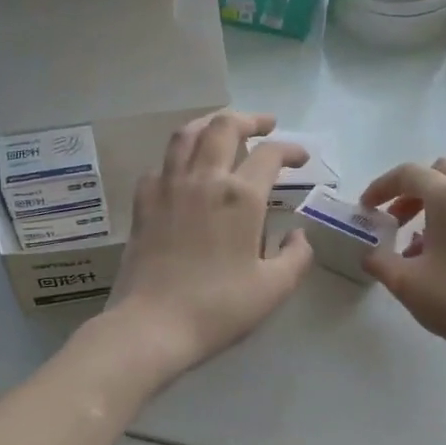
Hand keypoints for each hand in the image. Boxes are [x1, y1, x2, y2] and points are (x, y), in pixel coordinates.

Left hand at [102, 112, 312, 385]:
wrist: (152, 325)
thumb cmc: (219, 308)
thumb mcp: (274, 289)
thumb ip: (296, 257)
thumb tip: (297, 235)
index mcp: (240, 197)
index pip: (270, 155)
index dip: (291, 150)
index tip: (302, 159)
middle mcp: (204, 179)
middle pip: (225, 127)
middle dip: (250, 119)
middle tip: (266, 125)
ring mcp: (168, 186)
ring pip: (187, 134)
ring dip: (210, 123)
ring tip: (223, 127)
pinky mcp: (143, 202)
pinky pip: (162, 163)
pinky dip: (179, 156)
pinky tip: (186, 169)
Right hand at [360, 157, 445, 374]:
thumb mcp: (406, 284)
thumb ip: (380, 262)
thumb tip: (371, 254)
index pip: (409, 174)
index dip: (380, 186)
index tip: (366, 208)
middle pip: (440, 173)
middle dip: (411, 190)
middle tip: (395, 220)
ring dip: (433, 206)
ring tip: (417, 245)